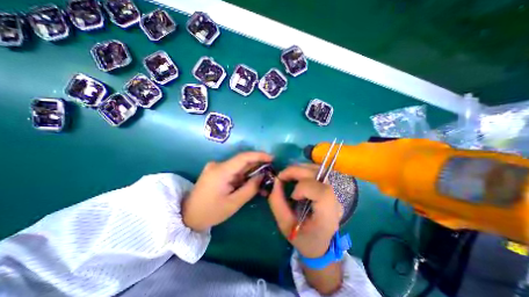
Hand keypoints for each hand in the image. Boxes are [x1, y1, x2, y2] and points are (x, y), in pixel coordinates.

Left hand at [183, 153, 272, 231]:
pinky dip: (244, 175)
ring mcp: (216, 167)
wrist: (188, 216)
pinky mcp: (216, 171)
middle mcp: (218, 165)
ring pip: (239, 166)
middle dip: (257, 165)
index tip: (272, 158)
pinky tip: (252, 181)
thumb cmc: (211, 212)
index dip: (259, 155)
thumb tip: (262, 176)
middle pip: (242, 161)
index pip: (243, 157)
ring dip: (251, 171)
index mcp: (221, 171)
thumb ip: (250, 188)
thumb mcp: (234, 203)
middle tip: (271, 170)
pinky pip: (234, 170)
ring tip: (264, 178)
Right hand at [269, 163, 337, 258]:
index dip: (304, 187)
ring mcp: (334, 193)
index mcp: (327, 216)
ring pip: (318, 169)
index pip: (322, 192)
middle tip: (281, 176)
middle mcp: (334, 201)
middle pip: (319, 175)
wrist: (321, 245)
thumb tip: (275, 181)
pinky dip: (303, 170)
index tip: (292, 196)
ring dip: (299, 168)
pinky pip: (317, 172)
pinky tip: (295, 176)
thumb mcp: (285, 225)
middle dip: (296, 171)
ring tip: (287, 175)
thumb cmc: (303, 239)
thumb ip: (277, 203)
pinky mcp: (329, 188)